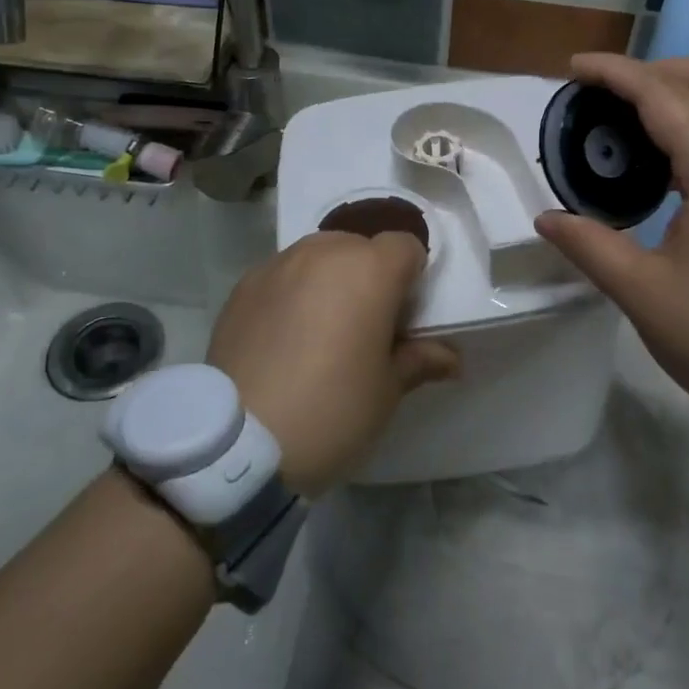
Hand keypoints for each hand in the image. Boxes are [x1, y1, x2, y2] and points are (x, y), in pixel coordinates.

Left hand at [207, 231, 458, 496]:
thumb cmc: (332, 411)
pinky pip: (282, 274)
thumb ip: (419, 360)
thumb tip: (450, 357)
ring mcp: (277, 265)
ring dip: (330, 279)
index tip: (405, 314)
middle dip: (370, 275)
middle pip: (359, 246)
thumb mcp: (387, 391)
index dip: (412, 275)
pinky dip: (293, 292)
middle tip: (365, 324)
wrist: (239, 443)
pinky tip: (284, 336)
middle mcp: (323, 253)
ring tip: (322, 328)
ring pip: (318, 255)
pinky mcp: (243, 286)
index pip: (405, 245)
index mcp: (368, 270)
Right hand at [535, 54, 688, 462]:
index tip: (574, 67)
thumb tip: (547, 218)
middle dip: (662, 69)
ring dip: (686, 96)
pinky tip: (668, 166)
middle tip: (611, 91)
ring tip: (632, 121)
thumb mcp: (641, 291)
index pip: (664, 97)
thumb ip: (589, 244)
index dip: (617, 73)